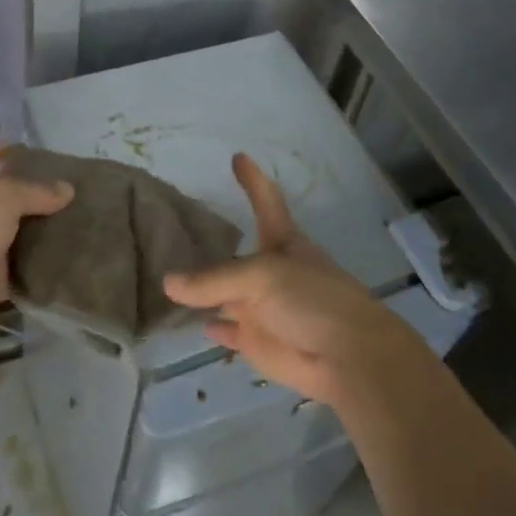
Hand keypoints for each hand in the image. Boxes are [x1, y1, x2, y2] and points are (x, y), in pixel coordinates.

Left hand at [0, 140, 73, 356]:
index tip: (21, 149)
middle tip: (63, 184)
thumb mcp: (3, 196)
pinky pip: (19, 265)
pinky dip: (39, 261)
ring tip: (74, 214)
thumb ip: (36, 190)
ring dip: (36, 226)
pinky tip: (67, 250)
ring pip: (10, 230)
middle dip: (25, 190)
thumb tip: (68, 189)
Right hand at [164, 153, 419, 406]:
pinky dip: (214, 326)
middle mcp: (271, 270)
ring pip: (226, 293)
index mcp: (282, 243)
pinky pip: (228, 330)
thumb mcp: (262, 277)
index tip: (239, 156)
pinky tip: (195, 320)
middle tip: (175, 227)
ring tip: (170, 272)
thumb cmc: (313, 300)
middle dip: (213, 241)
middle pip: (236, 252)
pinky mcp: (257, 339)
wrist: (347, 359)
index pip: (265, 202)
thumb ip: (213, 280)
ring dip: (204, 287)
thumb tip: (168, 283)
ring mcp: (263, 306)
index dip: (253, 180)